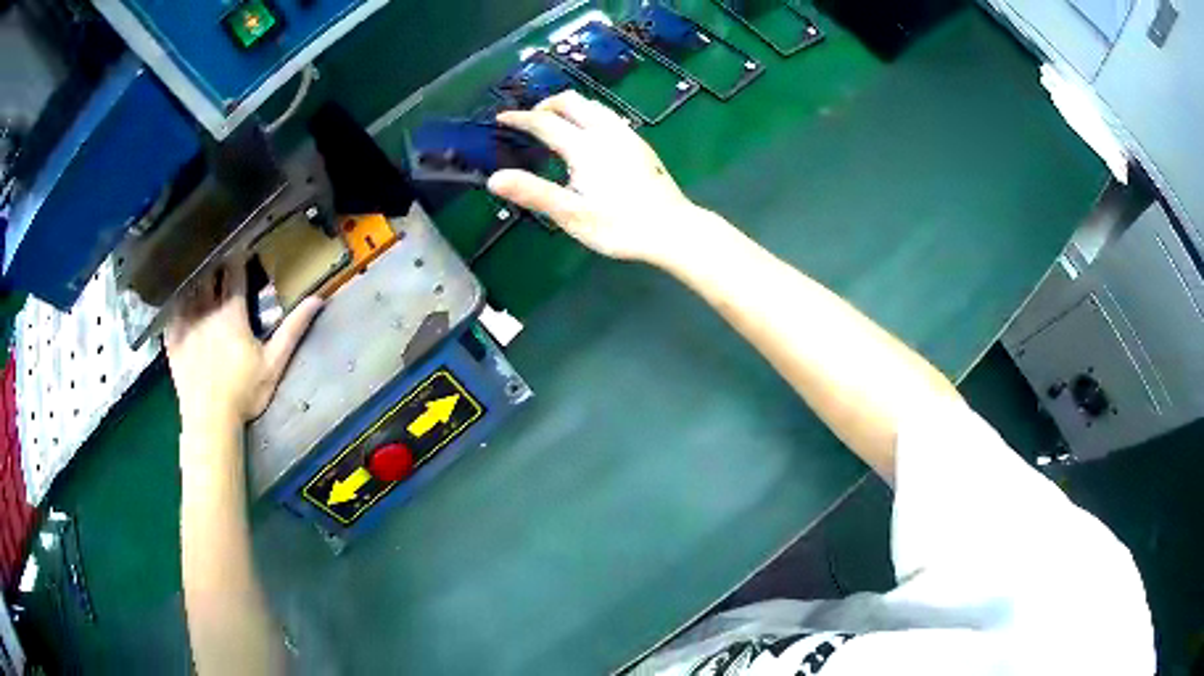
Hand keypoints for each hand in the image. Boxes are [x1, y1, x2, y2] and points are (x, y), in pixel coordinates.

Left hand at [166, 261, 321, 431]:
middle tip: (218, 257)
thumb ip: (293, 330)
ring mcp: (187, 324)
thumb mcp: (274, 363)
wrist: (211, 419)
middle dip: (215, 265)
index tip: (240, 247)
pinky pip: (171, 311)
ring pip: (190, 289)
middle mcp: (207, 311)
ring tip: (197, 272)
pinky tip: (176, 298)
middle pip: (210, 277)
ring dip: (195, 278)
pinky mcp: (173, 340)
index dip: (238, 259)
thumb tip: (318, 299)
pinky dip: (174, 300)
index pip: (235, 275)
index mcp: (232, 314)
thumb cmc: (245, 393)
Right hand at [487, 91, 702, 265]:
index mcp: (585, 147)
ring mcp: (626, 135)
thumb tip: (494, 179)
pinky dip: (587, 114)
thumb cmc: (621, 226)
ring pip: (592, 105)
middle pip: (571, 101)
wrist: (672, 229)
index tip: (501, 118)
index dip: (520, 118)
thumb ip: (533, 193)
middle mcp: (605, 132)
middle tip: (529, 120)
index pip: (545, 122)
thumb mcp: (572, 215)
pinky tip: (587, 135)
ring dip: (568, 107)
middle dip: (545, 104)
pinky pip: (607, 115)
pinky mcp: (639, 143)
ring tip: (554, 123)